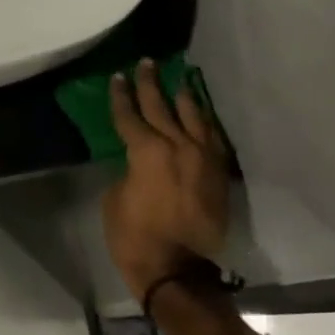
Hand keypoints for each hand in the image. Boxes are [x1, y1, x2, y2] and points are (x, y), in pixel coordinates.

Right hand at [102, 58, 230, 303]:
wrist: (179, 271)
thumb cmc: (136, 237)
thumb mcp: (115, 199)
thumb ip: (128, 171)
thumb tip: (139, 163)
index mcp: (146, 151)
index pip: (130, 115)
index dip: (121, 95)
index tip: (118, 76)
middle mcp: (178, 146)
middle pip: (162, 107)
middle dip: (151, 84)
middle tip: (147, 63)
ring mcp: (203, 159)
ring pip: (193, 117)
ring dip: (183, 96)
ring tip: (179, 78)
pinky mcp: (219, 174)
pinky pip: (213, 138)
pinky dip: (205, 122)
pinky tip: (201, 113)